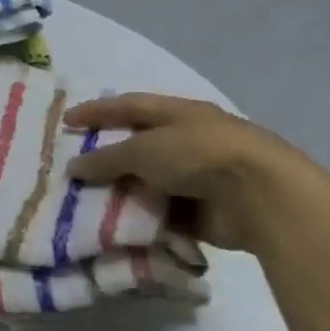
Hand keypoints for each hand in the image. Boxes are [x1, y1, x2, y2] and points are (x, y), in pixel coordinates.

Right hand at [63, 94, 329, 255]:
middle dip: (108, 155)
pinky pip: (166, 212)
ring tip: (88, 200)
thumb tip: (73, 167)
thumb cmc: (198, 155)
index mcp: (180, 114)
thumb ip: (105, 158)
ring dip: (125, 190)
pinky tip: (118, 224)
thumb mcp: (142, 150)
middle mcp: (191, 141)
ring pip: (151, 181)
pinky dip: (144, 217)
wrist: (263, 199)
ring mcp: (202, 177)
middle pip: (140, 145)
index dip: (96, 111)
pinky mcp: (209, 212)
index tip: (65, 121)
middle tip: (74, 165)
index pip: (129, 106)